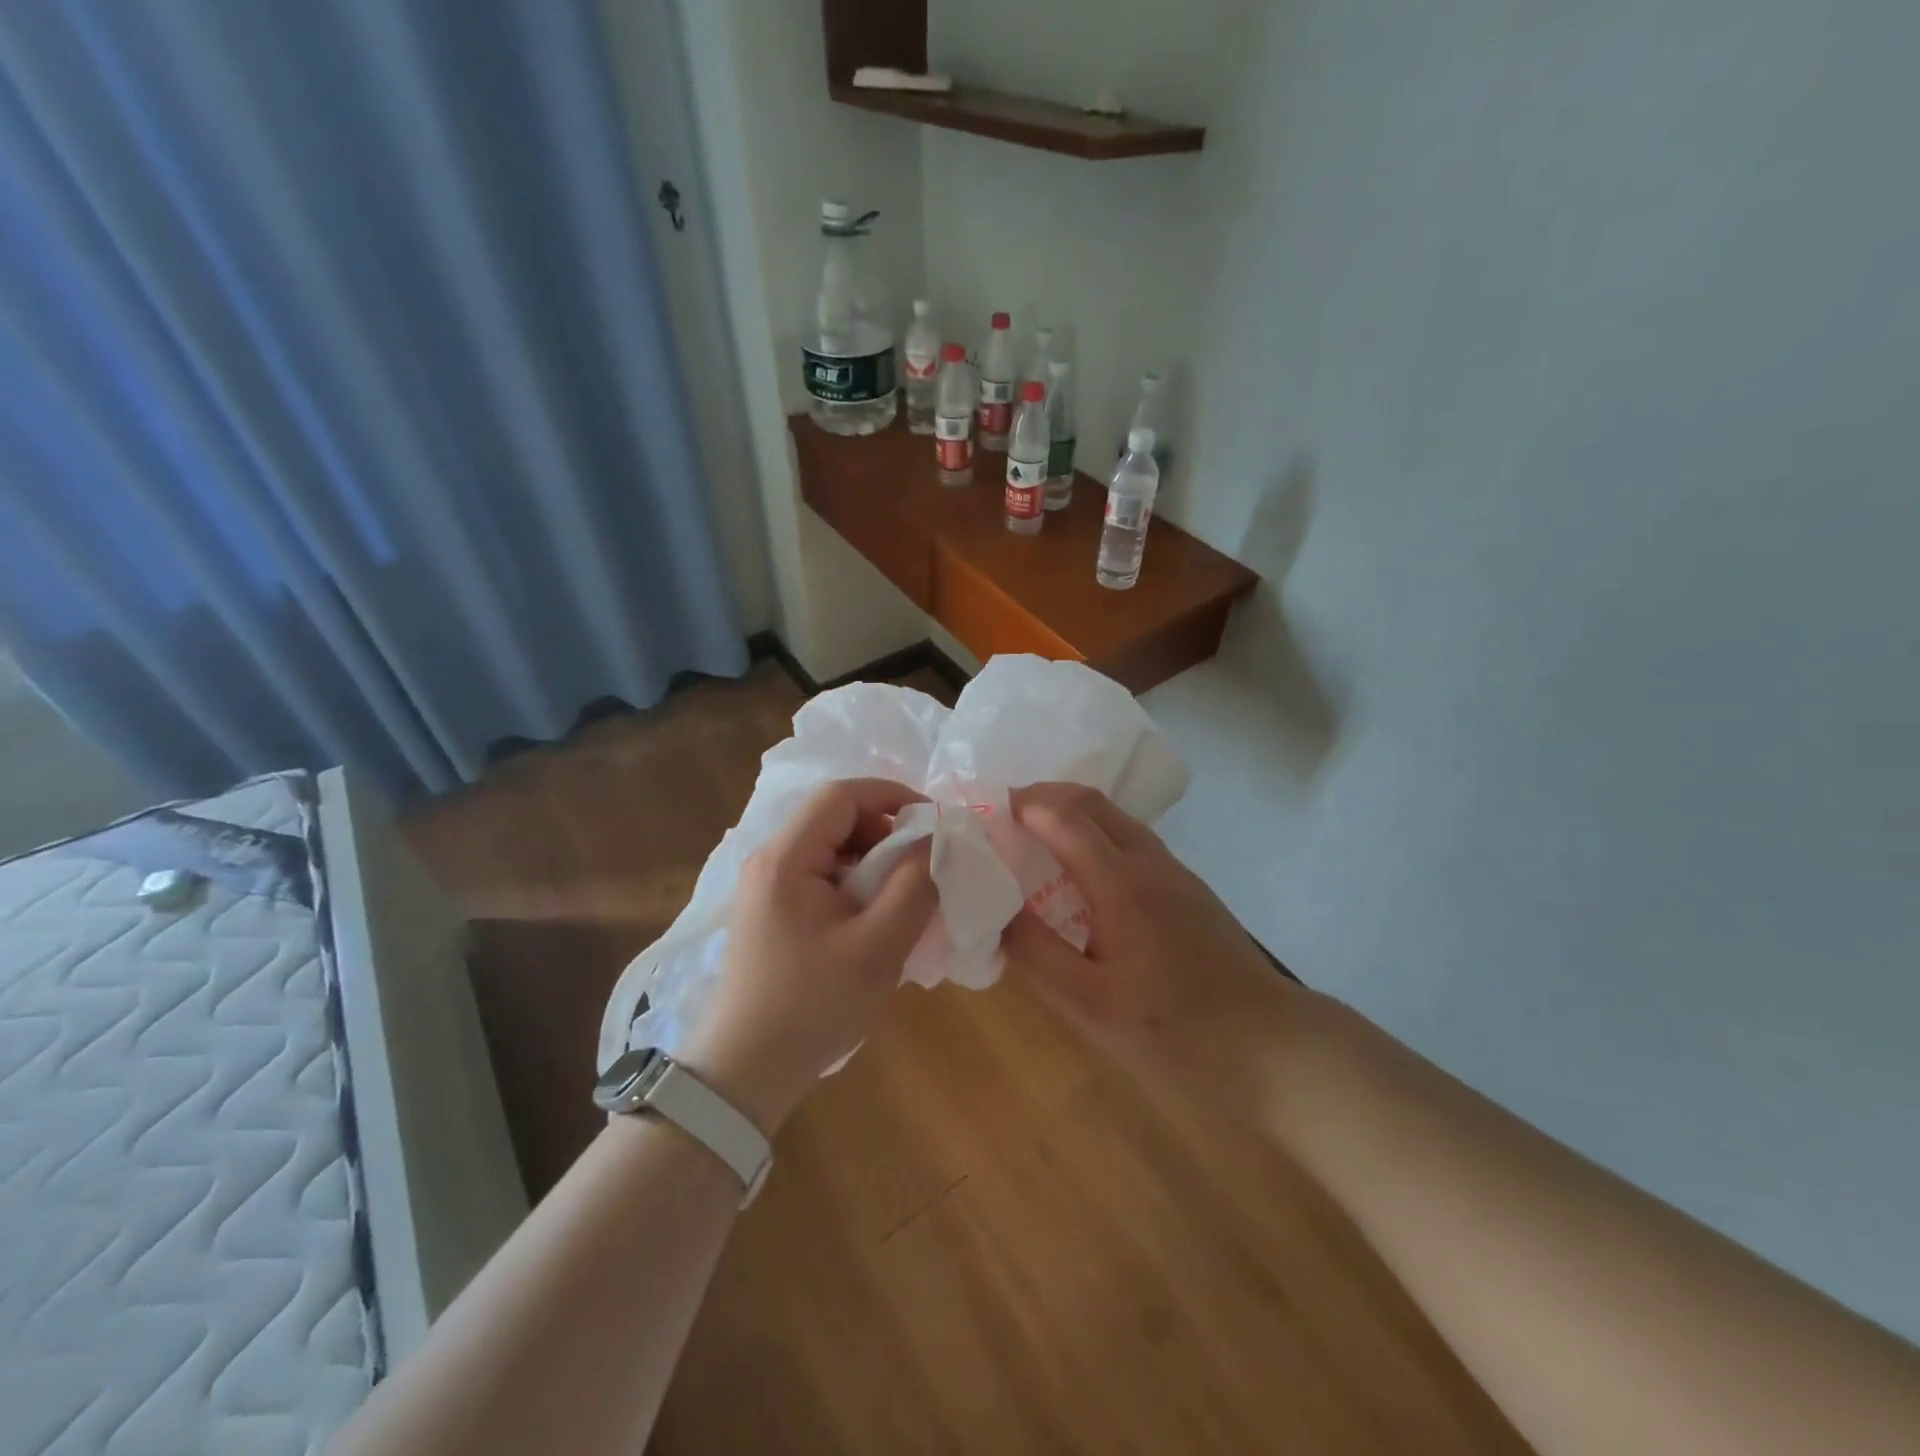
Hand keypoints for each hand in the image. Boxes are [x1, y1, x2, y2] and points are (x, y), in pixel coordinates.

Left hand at [680, 779, 935, 1136]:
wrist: (747, 1071)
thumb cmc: (813, 1005)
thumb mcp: (878, 946)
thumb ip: (914, 885)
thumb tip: (934, 841)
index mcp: (786, 858)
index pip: (841, 795)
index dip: (891, 796)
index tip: (932, 822)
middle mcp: (769, 860)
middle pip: (835, 819)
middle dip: (885, 833)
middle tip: (919, 869)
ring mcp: (766, 887)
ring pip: (831, 848)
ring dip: (873, 861)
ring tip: (901, 898)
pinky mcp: (771, 911)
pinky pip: (822, 876)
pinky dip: (855, 884)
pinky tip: (874, 919)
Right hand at [1000, 783, 1292, 1088]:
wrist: (1271, 1045)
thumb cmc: (1174, 1029)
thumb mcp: (1090, 1004)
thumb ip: (1036, 953)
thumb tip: (993, 913)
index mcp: (1120, 882)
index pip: (1062, 817)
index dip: (1021, 805)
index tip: (983, 811)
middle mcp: (1148, 861)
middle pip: (1092, 801)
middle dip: (1044, 795)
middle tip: (1003, 815)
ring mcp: (1174, 872)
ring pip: (1116, 818)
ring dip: (1071, 812)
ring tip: (1033, 837)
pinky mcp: (1188, 890)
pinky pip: (1131, 841)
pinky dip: (1095, 834)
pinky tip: (1081, 873)